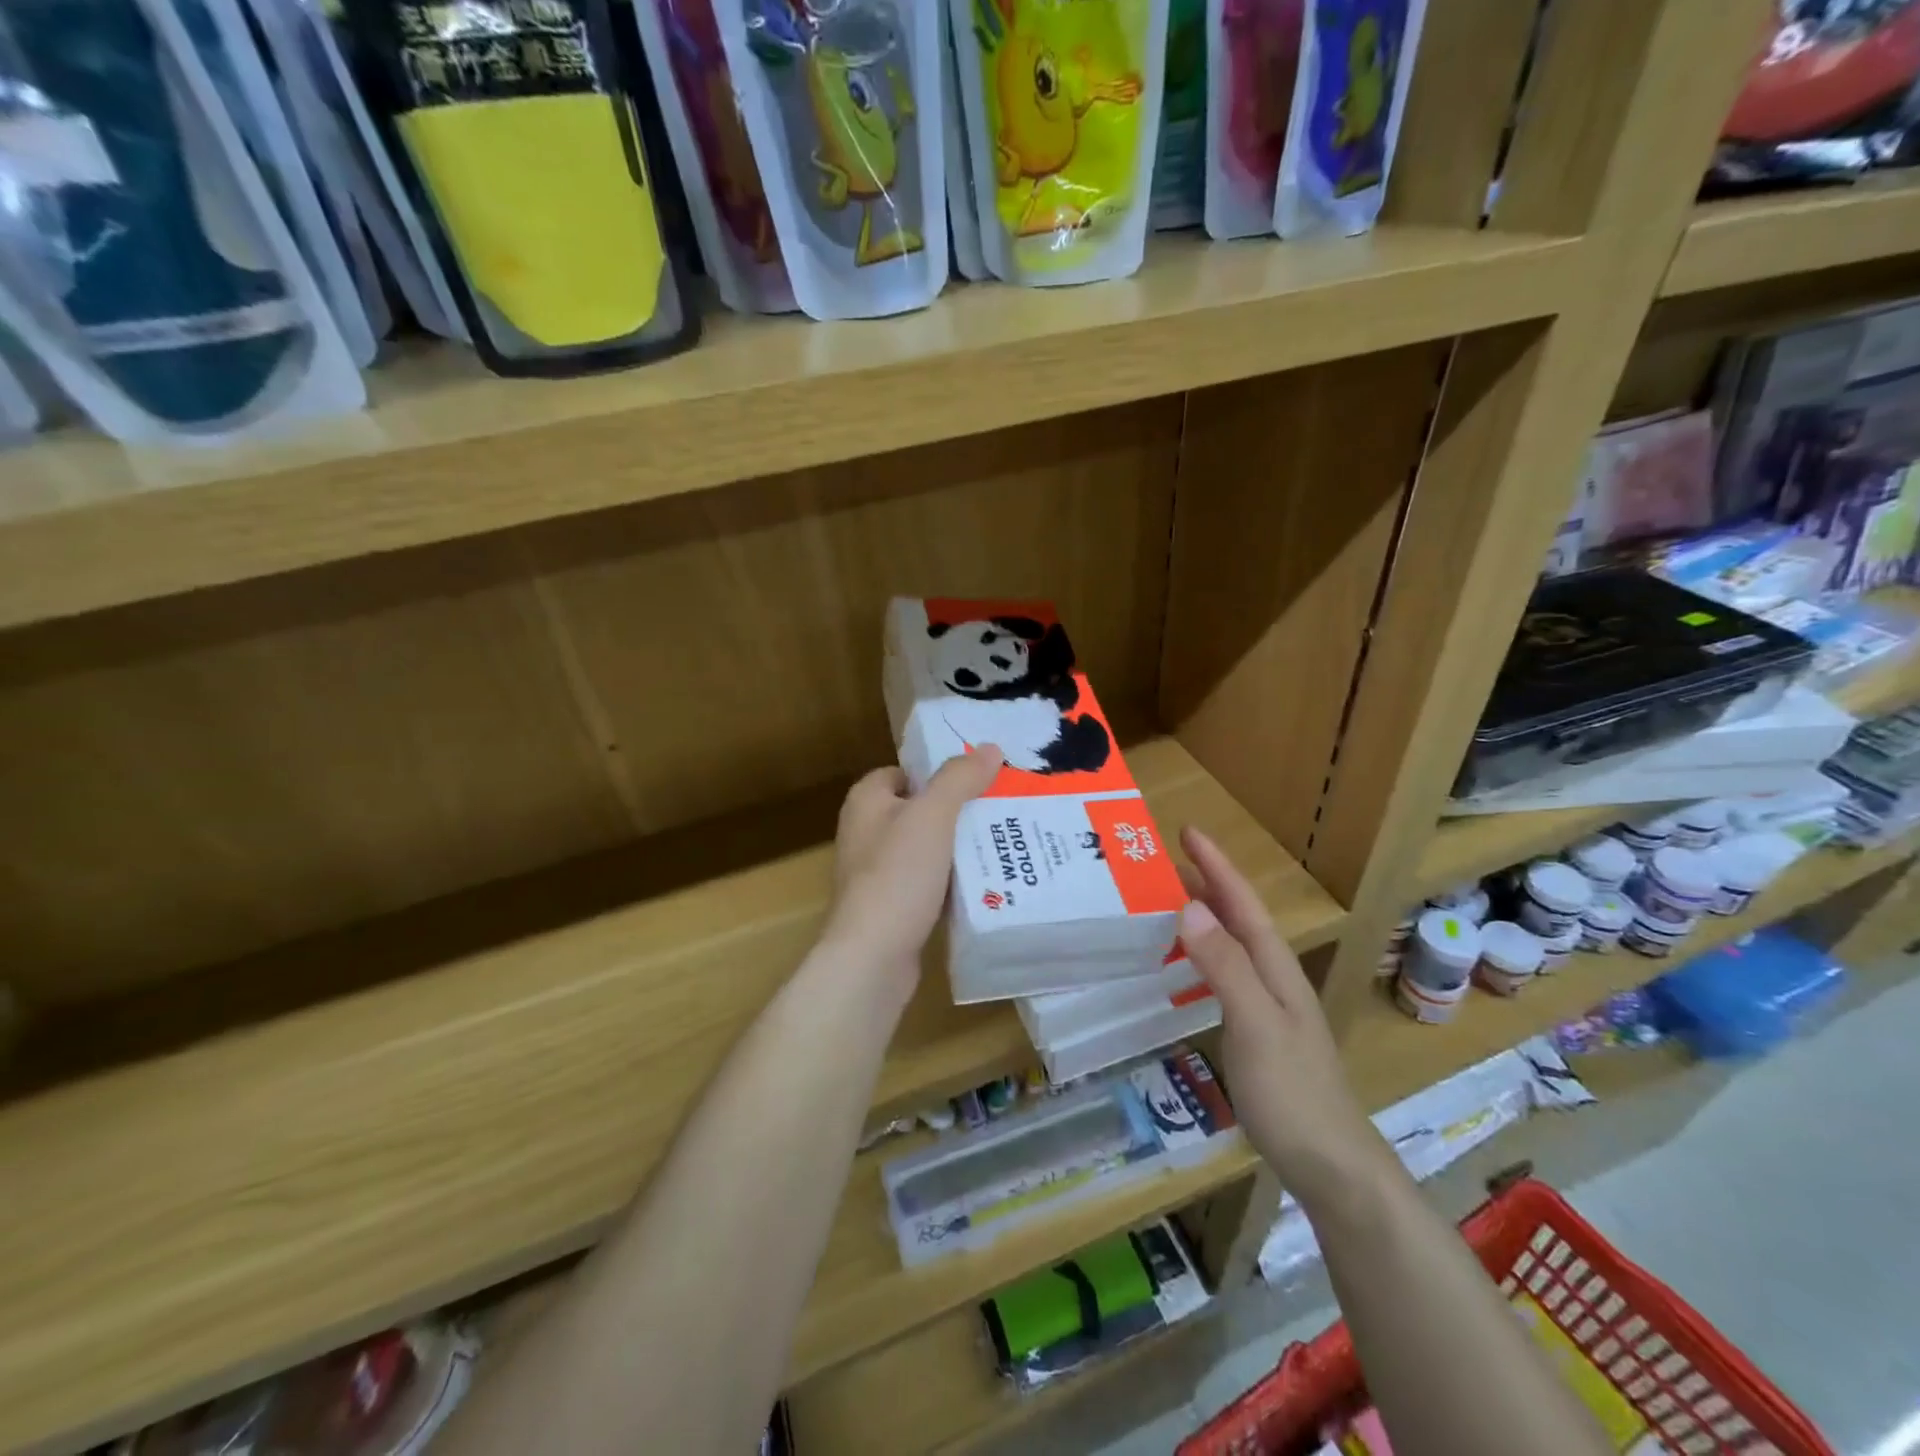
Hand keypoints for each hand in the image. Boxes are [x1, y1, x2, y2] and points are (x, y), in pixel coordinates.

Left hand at [821, 748, 1003, 990]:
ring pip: (925, 847)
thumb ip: (960, 778)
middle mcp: (865, 832)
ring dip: (957, 847)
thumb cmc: (898, 874)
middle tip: (999, 809)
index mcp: (866, 802)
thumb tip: (990, 748)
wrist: (873, 956)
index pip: (903, 772)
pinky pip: (926, 881)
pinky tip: (983, 882)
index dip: (937, 773)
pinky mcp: (890, 905)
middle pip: (918, 810)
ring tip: (1001, 842)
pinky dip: (951, 880)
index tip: (977, 780)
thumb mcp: (933, 815)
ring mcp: (875, 872)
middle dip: (956, 810)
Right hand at [1177, 826, 1393, 1208]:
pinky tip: (1188, 964)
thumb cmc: (1292, 1092)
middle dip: (1208, 882)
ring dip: (1205, 915)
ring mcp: (1269, 1006)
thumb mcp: (1254, 1024)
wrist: (1331, 1165)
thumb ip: (1224, 967)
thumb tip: (1189, 907)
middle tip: (1166, 859)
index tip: (1187, 831)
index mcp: (1275, 968)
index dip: (1216, 866)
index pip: (1242, 904)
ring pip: (1232, 944)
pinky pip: (1226, 973)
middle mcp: (1274, 978)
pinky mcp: (1259, 1032)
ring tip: (1169, 899)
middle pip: (1239, 918)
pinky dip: (1203, 953)